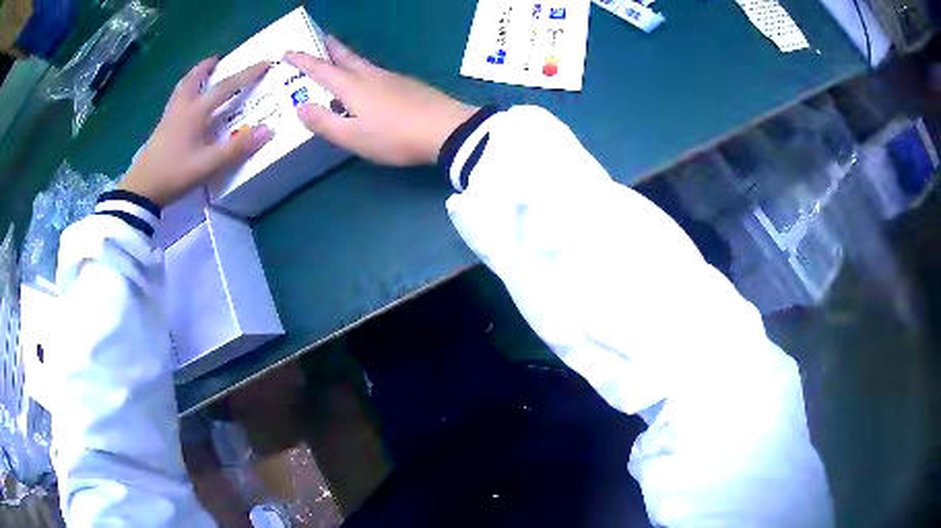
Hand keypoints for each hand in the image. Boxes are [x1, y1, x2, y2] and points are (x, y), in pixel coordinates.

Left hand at [119, 58, 274, 206]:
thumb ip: (236, 147)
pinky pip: (175, 101)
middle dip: (208, 66)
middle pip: (195, 78)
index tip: (266, 62)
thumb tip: (267, 130)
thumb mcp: (209, 164)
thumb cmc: (175, 173)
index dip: (247, 74)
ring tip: (200, 74)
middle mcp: (182, 107)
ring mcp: (168, 117)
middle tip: (218, 59)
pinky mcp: (160, 129)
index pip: (226, 86)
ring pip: (182, 88)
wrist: (141, 189)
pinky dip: (183, 92)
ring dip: (193, 77)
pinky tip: (185, 104)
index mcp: (196, 111)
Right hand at [284, 37, 477, 165]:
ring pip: (363, 64)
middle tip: (321, 39)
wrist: (446, 129)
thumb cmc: (394, 136)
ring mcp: (392, 79)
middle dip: (331, 49)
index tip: (287, 51)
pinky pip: (378, 73)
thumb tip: (300, 107)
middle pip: (346, 57)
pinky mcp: (408, 85)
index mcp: (352, 87)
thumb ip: (325, 123)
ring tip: (340, 59)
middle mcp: (370, 76)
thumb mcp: (353, 137)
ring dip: (348, 58)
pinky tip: (369, 82)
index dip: (303, 60)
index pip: (321, 69)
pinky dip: (364, 72)